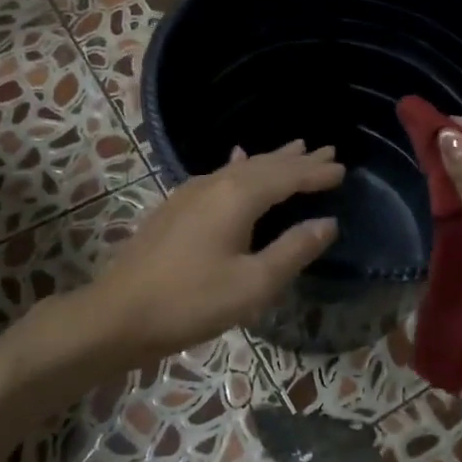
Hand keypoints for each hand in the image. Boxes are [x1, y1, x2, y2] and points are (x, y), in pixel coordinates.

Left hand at [88, 141, 343, 367]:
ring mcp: (191, 192)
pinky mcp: (176, 206)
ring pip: (241, 168)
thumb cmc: (191, 302)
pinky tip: (236, 162)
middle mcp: (215, 184)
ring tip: (294, 148)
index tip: (343, 168)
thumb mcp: (253, 284)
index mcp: (238, 197)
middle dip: (297, 159)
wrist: (118, 313)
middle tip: (327, 150)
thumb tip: (328, 223)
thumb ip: (293, 251)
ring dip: (271, 160)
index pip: (287, 177)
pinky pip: (219, 175)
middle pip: (265, 164)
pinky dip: (240, 167)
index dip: (316, 173)